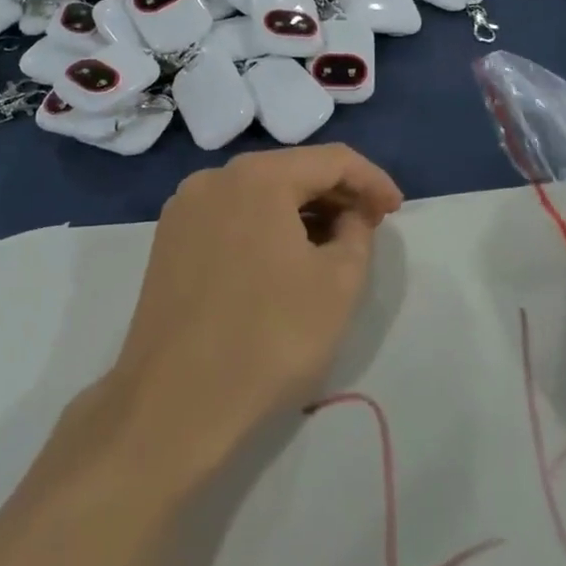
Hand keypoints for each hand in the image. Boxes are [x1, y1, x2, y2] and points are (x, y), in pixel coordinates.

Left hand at [102, 145, 403, 480]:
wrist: (174, 405)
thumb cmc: (269, 339)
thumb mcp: (338, 284)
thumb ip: (358, 232)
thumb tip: (350, 215)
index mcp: (257, 177)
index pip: (331, 160)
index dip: (371, 180)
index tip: (396, 210)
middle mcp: (214, 178)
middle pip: (291, 171)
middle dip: (336, 194)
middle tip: (369, 227)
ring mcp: (185, 208)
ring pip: (259, 194)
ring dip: (301, 211)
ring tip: (332, 245)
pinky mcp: (169, 240)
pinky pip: (231, 216)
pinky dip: (265, 226)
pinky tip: (283, 259)